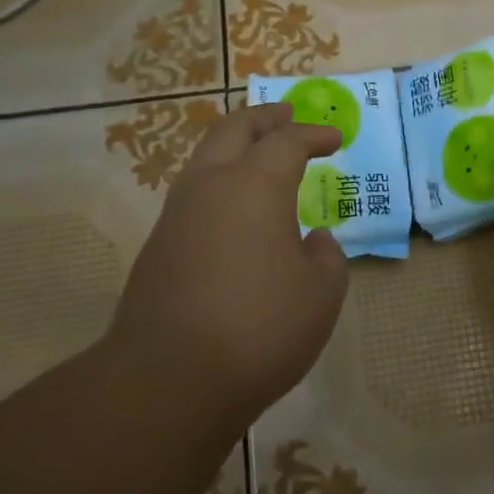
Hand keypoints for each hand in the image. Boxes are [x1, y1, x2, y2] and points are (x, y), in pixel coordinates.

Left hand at [108, 103, 349, 429]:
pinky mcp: (158, 245)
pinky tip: (235, 209)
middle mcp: (211, 185)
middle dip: (264, 118)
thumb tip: (313, 240)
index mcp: (255, 185)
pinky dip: (219, 181)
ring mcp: (177, 213)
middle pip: (234, 129)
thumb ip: (326, 257)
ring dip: (235, 145)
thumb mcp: (321, 294)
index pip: (288, 141)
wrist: (168, 378)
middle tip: (286, 115)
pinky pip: (193, 192)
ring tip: (259, 154)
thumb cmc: (260, 327)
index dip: (315, 134)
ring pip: (205, 157)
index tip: (335, 138)